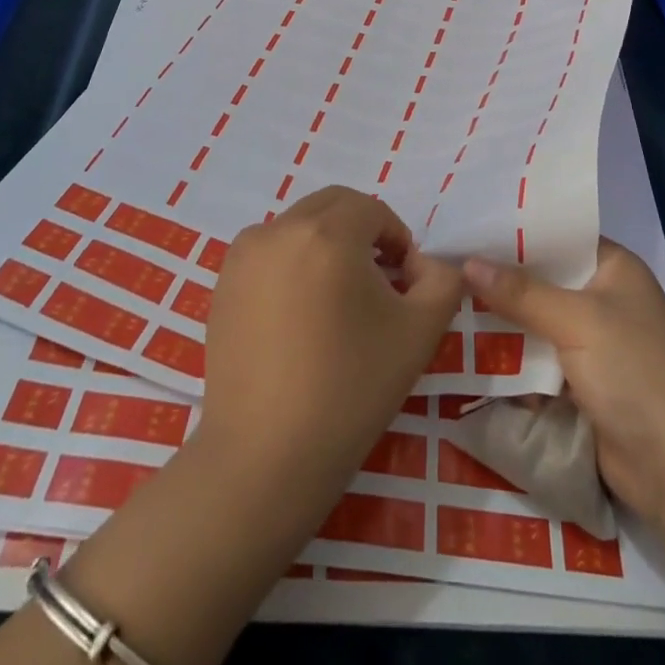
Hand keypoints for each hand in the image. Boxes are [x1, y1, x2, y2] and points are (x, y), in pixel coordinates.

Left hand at [198, 187, 462, 509]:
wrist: (266, 456)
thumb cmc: (350, 389)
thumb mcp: (419, 333)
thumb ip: (442, 281)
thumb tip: (426, 265)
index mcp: (328, 232)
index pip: (373, 210)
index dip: (397, 239)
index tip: (404, 284)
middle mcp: (280, 229)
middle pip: (333, 207)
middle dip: (362, 233)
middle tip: (376, 286)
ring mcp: (244, 255)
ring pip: (299, 226)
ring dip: (326, 245)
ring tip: (336, 303)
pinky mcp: (223, 283)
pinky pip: (269, 253)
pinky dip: (292, 264)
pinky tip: (299, 318)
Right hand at [463, 238, 664, 519]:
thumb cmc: (637, 372)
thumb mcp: (577, 321)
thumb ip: (521, 292)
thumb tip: (466, 262)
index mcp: (612, 268)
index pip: (556, 236)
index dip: (513, 231)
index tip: (466, 225)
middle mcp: (601, 299)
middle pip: (540, 280)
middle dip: (497, 279)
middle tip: (442, 264)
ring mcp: (591, 345)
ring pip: (532, 323)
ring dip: (497, 321)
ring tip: (442, 302)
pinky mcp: (579, 386)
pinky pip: (534, 362)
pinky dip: (507, 360)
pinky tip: (461, 349)